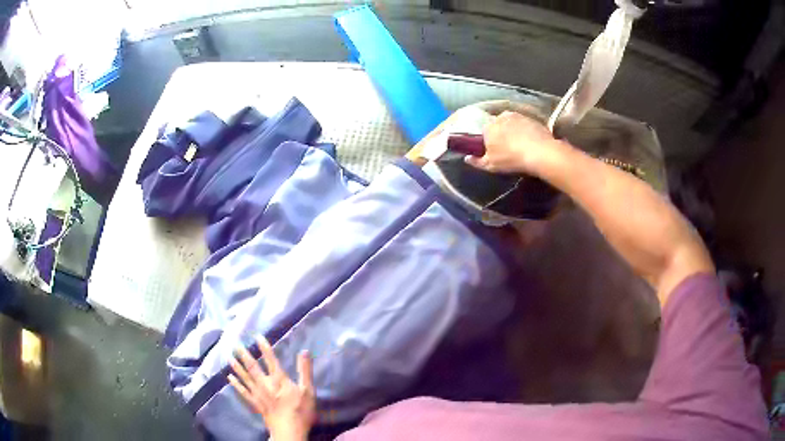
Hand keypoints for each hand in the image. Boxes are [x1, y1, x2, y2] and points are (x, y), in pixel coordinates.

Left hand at [228, 336, 315, 440]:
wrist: (289, 431)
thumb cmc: (301, 411)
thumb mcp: (308, 391)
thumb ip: (305, 371)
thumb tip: (304, 351)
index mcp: (279, 379)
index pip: (271, 359)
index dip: (264, 347)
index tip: (257, 336)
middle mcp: (266, 384)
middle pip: (253, 367)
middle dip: (245, 355)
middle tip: (236, 344)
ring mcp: (258, 394)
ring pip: (245, 377)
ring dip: (237, 367)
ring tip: (229, 357)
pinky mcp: (255, 404)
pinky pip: (243, 392)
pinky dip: (236, 384)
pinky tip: (230, 377)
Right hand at [465, 111, 561, 175]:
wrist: (539, 152)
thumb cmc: (511, 159)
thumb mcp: (491, 165)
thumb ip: (477, 161)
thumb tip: (466, 158)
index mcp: (488, 127)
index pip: (484, 132)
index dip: (489, 141)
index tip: (494, 150)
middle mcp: (501, 117)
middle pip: (498, 125)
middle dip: (501, 133)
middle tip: (508, 147)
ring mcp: (518, 116)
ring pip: (512, 123)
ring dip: (513, 130)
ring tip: (520, 144)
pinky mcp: (532, 118)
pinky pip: (525, 124)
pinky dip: (526, 131)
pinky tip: (531, 141)